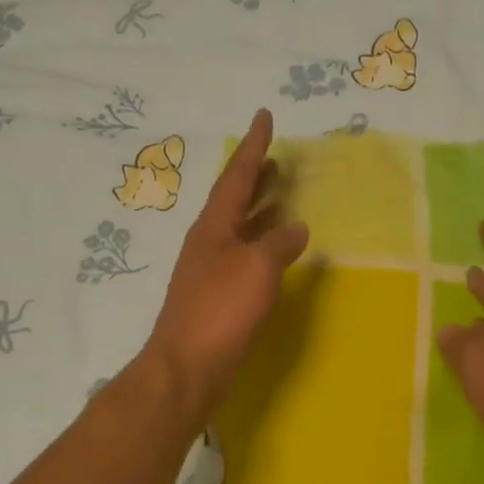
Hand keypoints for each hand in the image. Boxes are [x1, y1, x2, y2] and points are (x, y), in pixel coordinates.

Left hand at [143, 109, 309, 418]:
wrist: (188, 366)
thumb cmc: (220, 310)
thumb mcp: (257, 268)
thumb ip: (279, 243)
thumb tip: (296, 227)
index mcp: (213, 225)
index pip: (237, 175)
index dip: (254, 146)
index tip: (264, 116)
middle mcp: (209, 240)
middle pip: (235, 198)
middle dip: (256, 176)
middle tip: (278, 158)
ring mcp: (211, 268)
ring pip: (241, 227)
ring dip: (261, 209)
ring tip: (284, 194)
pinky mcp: (218, 295)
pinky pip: (245, 254)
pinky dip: (263, 243)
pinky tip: (278, 249)